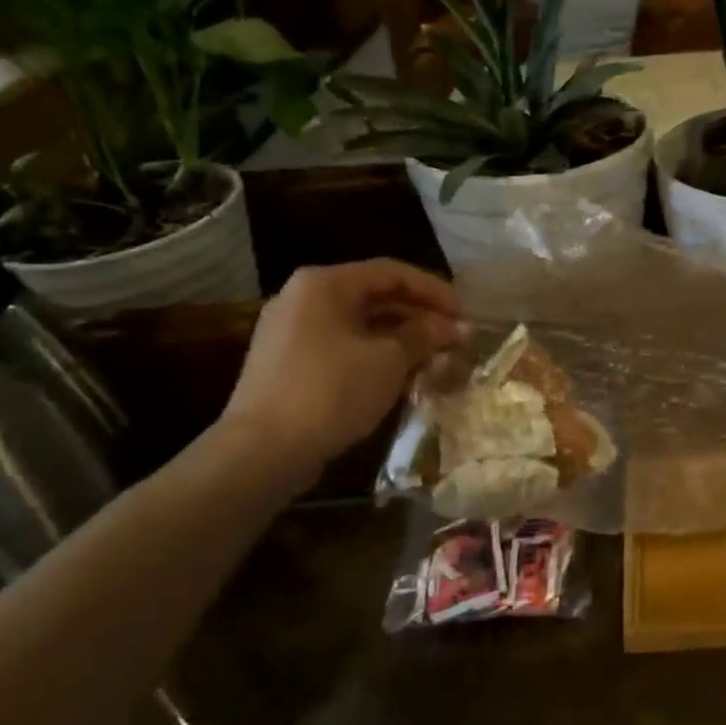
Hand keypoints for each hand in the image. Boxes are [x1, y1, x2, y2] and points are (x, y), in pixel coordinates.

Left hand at [219, 261, 465, 481]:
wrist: (261, 452)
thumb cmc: (331, 391)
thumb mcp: (389, 360)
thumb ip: (425, 335)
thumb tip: (457, 327)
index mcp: (324, 284)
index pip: (393, 272)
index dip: (434, 290)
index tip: (464, 314)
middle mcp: (303, 298)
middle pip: (375, 296)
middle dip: (419, 316)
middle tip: (454, 338)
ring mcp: (291, 331)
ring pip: (360, 324)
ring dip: (401, 338)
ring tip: (436, 358)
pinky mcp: (288, 364)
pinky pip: (343, 346)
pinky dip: (375, 355)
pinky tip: (401, 376)